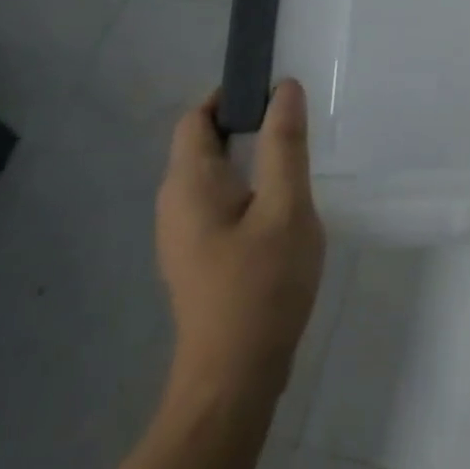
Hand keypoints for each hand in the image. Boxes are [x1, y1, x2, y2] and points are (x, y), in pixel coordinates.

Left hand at [156, 80, 325, 408]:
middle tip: (295, 123)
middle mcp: (174, 203)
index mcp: (189, 183)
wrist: (234, 380)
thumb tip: (285, 88)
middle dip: (246, 122)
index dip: (232, 95)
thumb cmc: (262, 286)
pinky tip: (279, 204)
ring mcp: (181, 234)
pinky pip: (216, 200)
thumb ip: (285, 144)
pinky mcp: (195, 257)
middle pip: (202, 142)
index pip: (197, 116)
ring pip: (212, 174)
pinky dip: (244, 185)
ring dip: (249, 155)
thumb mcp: (286, 206)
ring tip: (293, 159)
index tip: (276, 92)